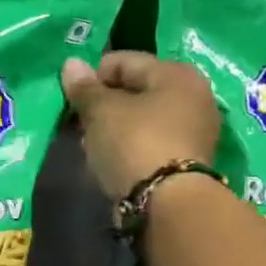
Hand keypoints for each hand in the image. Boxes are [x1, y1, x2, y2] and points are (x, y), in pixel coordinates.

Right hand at [61, 53, 220, 200]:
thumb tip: (71, 64)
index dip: (93, 77)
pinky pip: (151, 143)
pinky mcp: (189, 161)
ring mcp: (195, 131)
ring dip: (116, 129)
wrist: (168, 204)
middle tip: (81, 125)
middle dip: (105, 105)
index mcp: (176, 73)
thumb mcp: (101, 112)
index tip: (72, 100)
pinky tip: (111, 163)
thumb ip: (84, 89)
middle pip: (137, 91)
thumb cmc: (134, 144)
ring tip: (92, 147)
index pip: (124, 61)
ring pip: (143, 120)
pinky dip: (130, 148)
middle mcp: (194, 96)